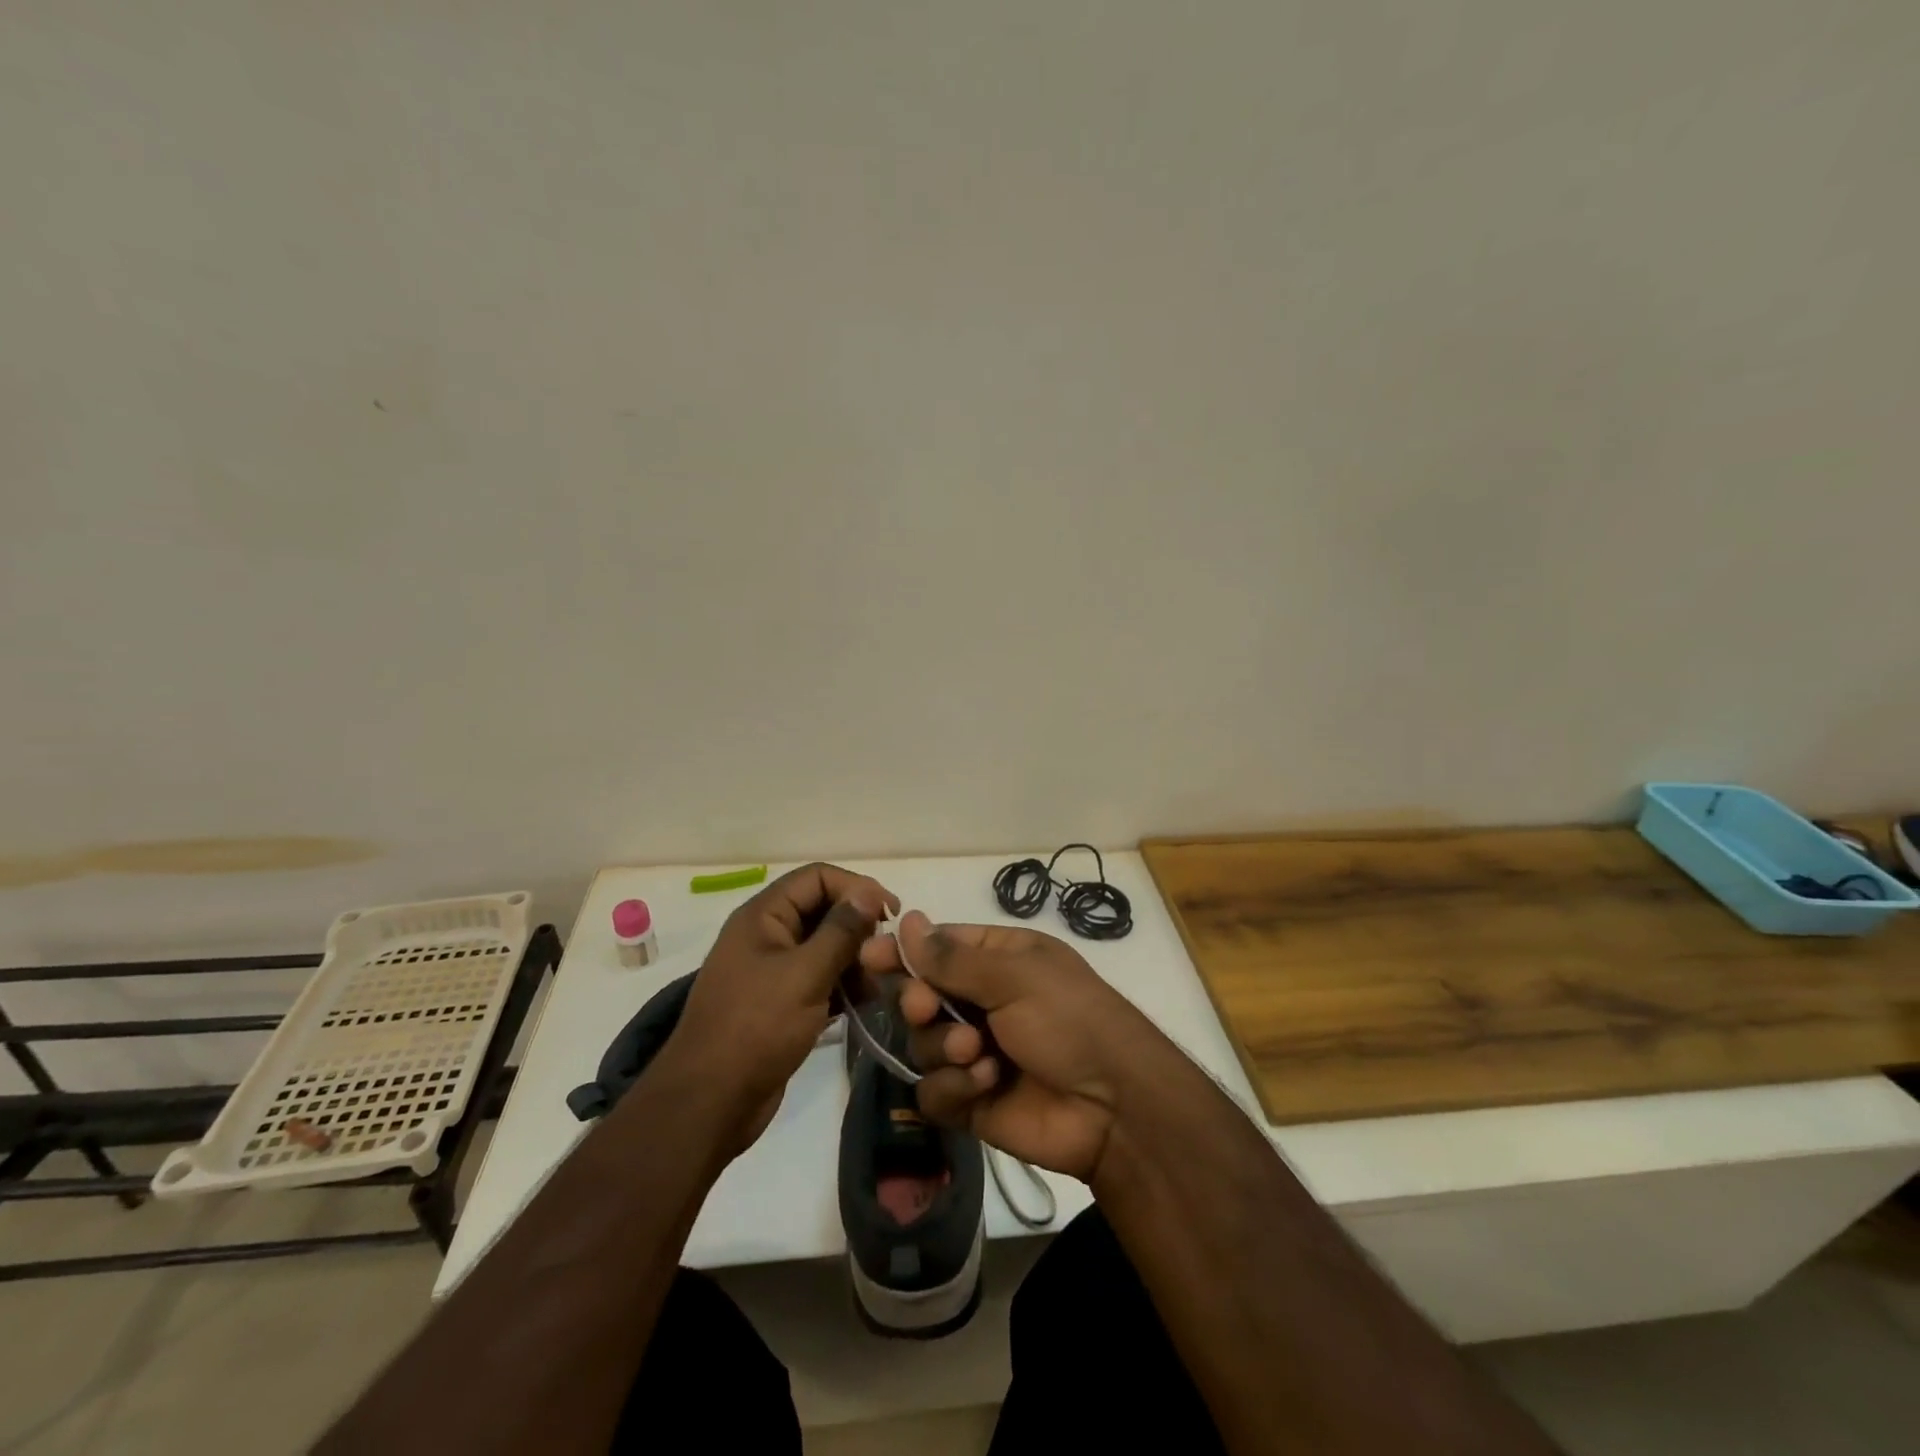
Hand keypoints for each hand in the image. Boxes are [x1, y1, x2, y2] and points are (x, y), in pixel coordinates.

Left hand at [669, 863, 895, 1150]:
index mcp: (764, 916)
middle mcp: (768, 934)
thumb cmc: (755, 1029)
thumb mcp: (804, 974)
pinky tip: (865, 1003)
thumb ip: (840, 931)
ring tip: (878, 984)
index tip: (891, 914)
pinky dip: (843, 985)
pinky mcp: (781, 1002)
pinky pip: (820, 978)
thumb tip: (869, 892)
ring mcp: (773, 970)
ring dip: (855, 959)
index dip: (856, 887)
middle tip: (886, 954)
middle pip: (823, 910)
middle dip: (858, 927)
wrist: (710, 1104)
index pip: (817, 877)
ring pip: (825, 946)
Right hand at [858, 912, 1180, 1183]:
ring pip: (922, 1044)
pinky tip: (985, 1085)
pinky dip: (954, 1087)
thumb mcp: (1016, 976)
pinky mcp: (971, 1100)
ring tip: (978, 1054)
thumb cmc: (1070, 1020)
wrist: (1114, 1108)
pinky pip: (934, 1091)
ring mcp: (975, 1052)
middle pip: (920, 996)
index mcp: (999, 960)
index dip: (904, 953)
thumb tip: (908, 919)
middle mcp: (983, 1002)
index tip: (871, 958)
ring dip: (944, 1047)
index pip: (937, 948)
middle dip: (919, 1003)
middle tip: (926, 1009)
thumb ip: (953, 957)